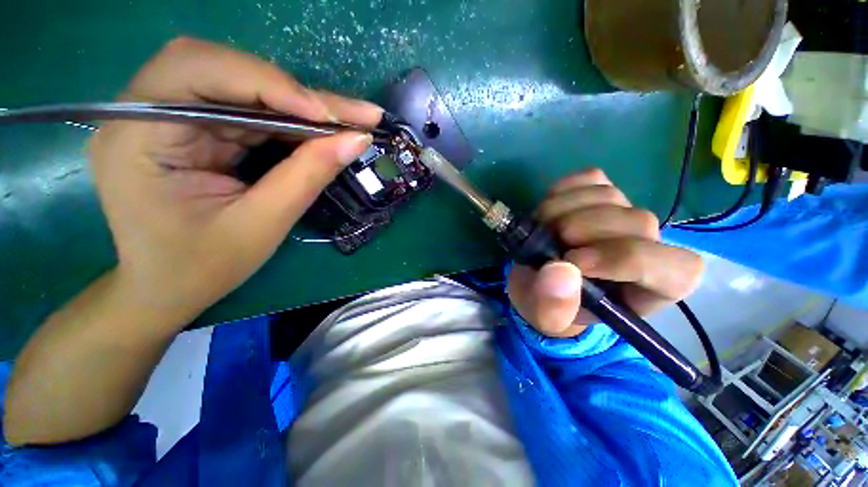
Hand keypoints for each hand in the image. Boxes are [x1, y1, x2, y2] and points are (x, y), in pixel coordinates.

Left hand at [90, 37, 381, 324]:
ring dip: (302, 104)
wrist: (167, 288)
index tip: (327, 115)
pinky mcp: (196, 129)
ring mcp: (172, 117)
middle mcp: (146, 111)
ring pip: (245, 87)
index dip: (268, 83)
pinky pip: (250, 110)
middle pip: (225, 70)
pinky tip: (323, 131)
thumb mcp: (261, 225)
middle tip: (355, 114)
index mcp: (136, 135)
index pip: (198, 71)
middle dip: (295, 91)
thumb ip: (307, 176)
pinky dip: (292, 120)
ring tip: (350, 121)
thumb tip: (356, 140)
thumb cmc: (201, 267)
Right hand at [507, 169, 703, 337]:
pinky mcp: (600, 192)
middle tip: (546, 244)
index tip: (573, 262)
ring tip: (541, 231)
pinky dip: (561, 192)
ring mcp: (624, 212)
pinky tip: (548, 213)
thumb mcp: (545, 317)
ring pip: (608, 195)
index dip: (624, 259)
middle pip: (637, 222)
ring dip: (561, 211)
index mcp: (652, 288)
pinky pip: (588, 179)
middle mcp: (649, 244)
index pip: (673, 267)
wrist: (539, 280)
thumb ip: (553, 306)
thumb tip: (560, 270)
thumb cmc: (550, 305)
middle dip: (581, 230)